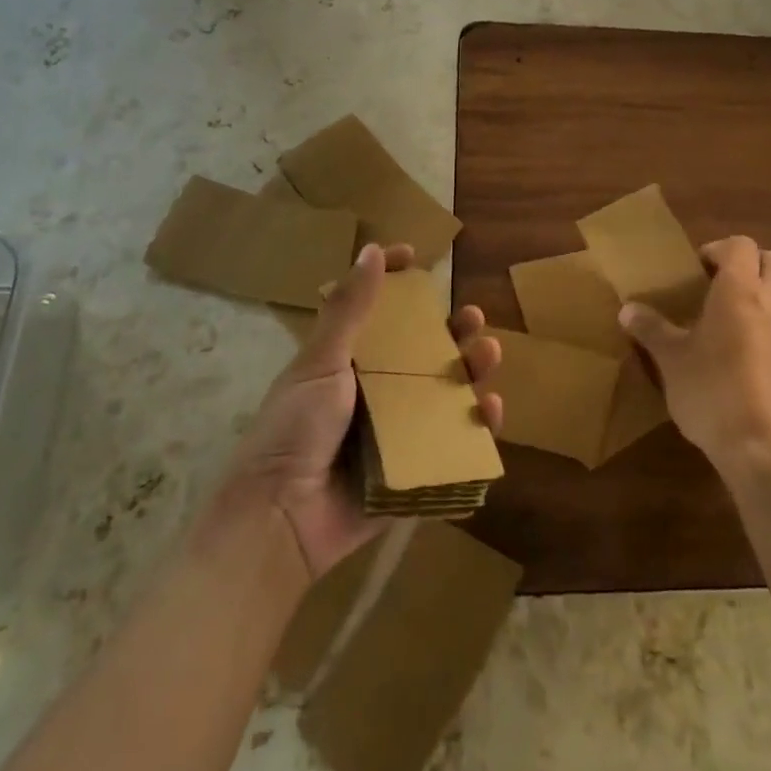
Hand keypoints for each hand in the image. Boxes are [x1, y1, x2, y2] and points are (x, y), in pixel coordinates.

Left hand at [204, 243, 502, 578]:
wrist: (279, 521)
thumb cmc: (294, 430)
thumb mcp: (321, 363)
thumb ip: (349, 310)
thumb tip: (372, 249)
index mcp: (347, 363)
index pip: (377, 313)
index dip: (396, 283)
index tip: (416, 257)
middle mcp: (374, 393)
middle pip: (422, 352)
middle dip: (452, 331)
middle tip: (473, 317)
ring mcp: (394, 433)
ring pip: (443, 394)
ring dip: (471, 372)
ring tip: (490, 355)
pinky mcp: (410, 471)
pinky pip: (449, 445)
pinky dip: (474, 429)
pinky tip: (491, 412)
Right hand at [618, 235, 770, 473]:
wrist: (761, 446)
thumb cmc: (710, 390)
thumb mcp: (670, 359)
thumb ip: (651, 329)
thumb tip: (626, 309)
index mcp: (738, 289)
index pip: (740, 245)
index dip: (719, 249)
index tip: (698, 269)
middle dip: (748, 264)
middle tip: (721, 285)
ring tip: (752, 308)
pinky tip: (770, 347)